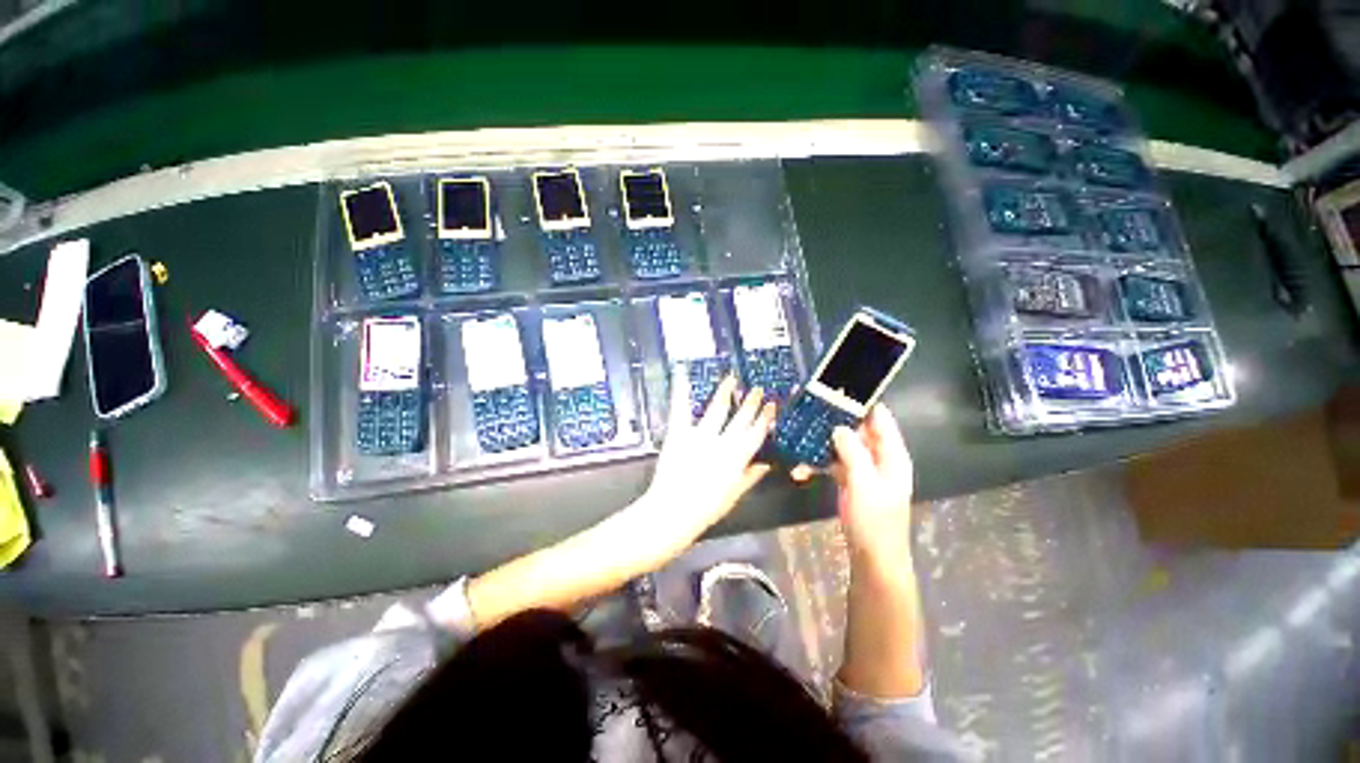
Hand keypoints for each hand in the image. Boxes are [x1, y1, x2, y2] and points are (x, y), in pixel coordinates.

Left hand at [638, 366, 775, 560]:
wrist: (673, 511)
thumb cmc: (706, 509)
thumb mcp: (733, 496)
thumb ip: (750, 477)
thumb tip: (766, 465)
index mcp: (738, 458)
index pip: (756, 434)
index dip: (765, 418)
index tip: (771, 406)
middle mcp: (723, 443)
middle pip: (741, 418)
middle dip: (751, 403)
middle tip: (758, 389)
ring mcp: (700, 436)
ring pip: (718, 409)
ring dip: (725, 393)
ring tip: (732, 379)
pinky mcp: (679, 433)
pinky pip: (681, 409)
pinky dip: (681, 391)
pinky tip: (682, 374)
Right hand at [800, 405, 914, 566]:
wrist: (872, 558)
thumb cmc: (874, 521)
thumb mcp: (863, 483)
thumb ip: (852, 452)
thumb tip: (839, 427)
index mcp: (892, 456)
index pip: (880, 419)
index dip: (861, 403)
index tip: (835, 391)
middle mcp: (880, 458)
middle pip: (858, 430)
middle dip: (835, 422)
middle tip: (810, 412)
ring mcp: (865, 470)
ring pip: (843, 447)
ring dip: (823, 445)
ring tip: (800, 440)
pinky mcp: (851, 482)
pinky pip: (835, 464)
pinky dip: (820, 464)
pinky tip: (801, 469)